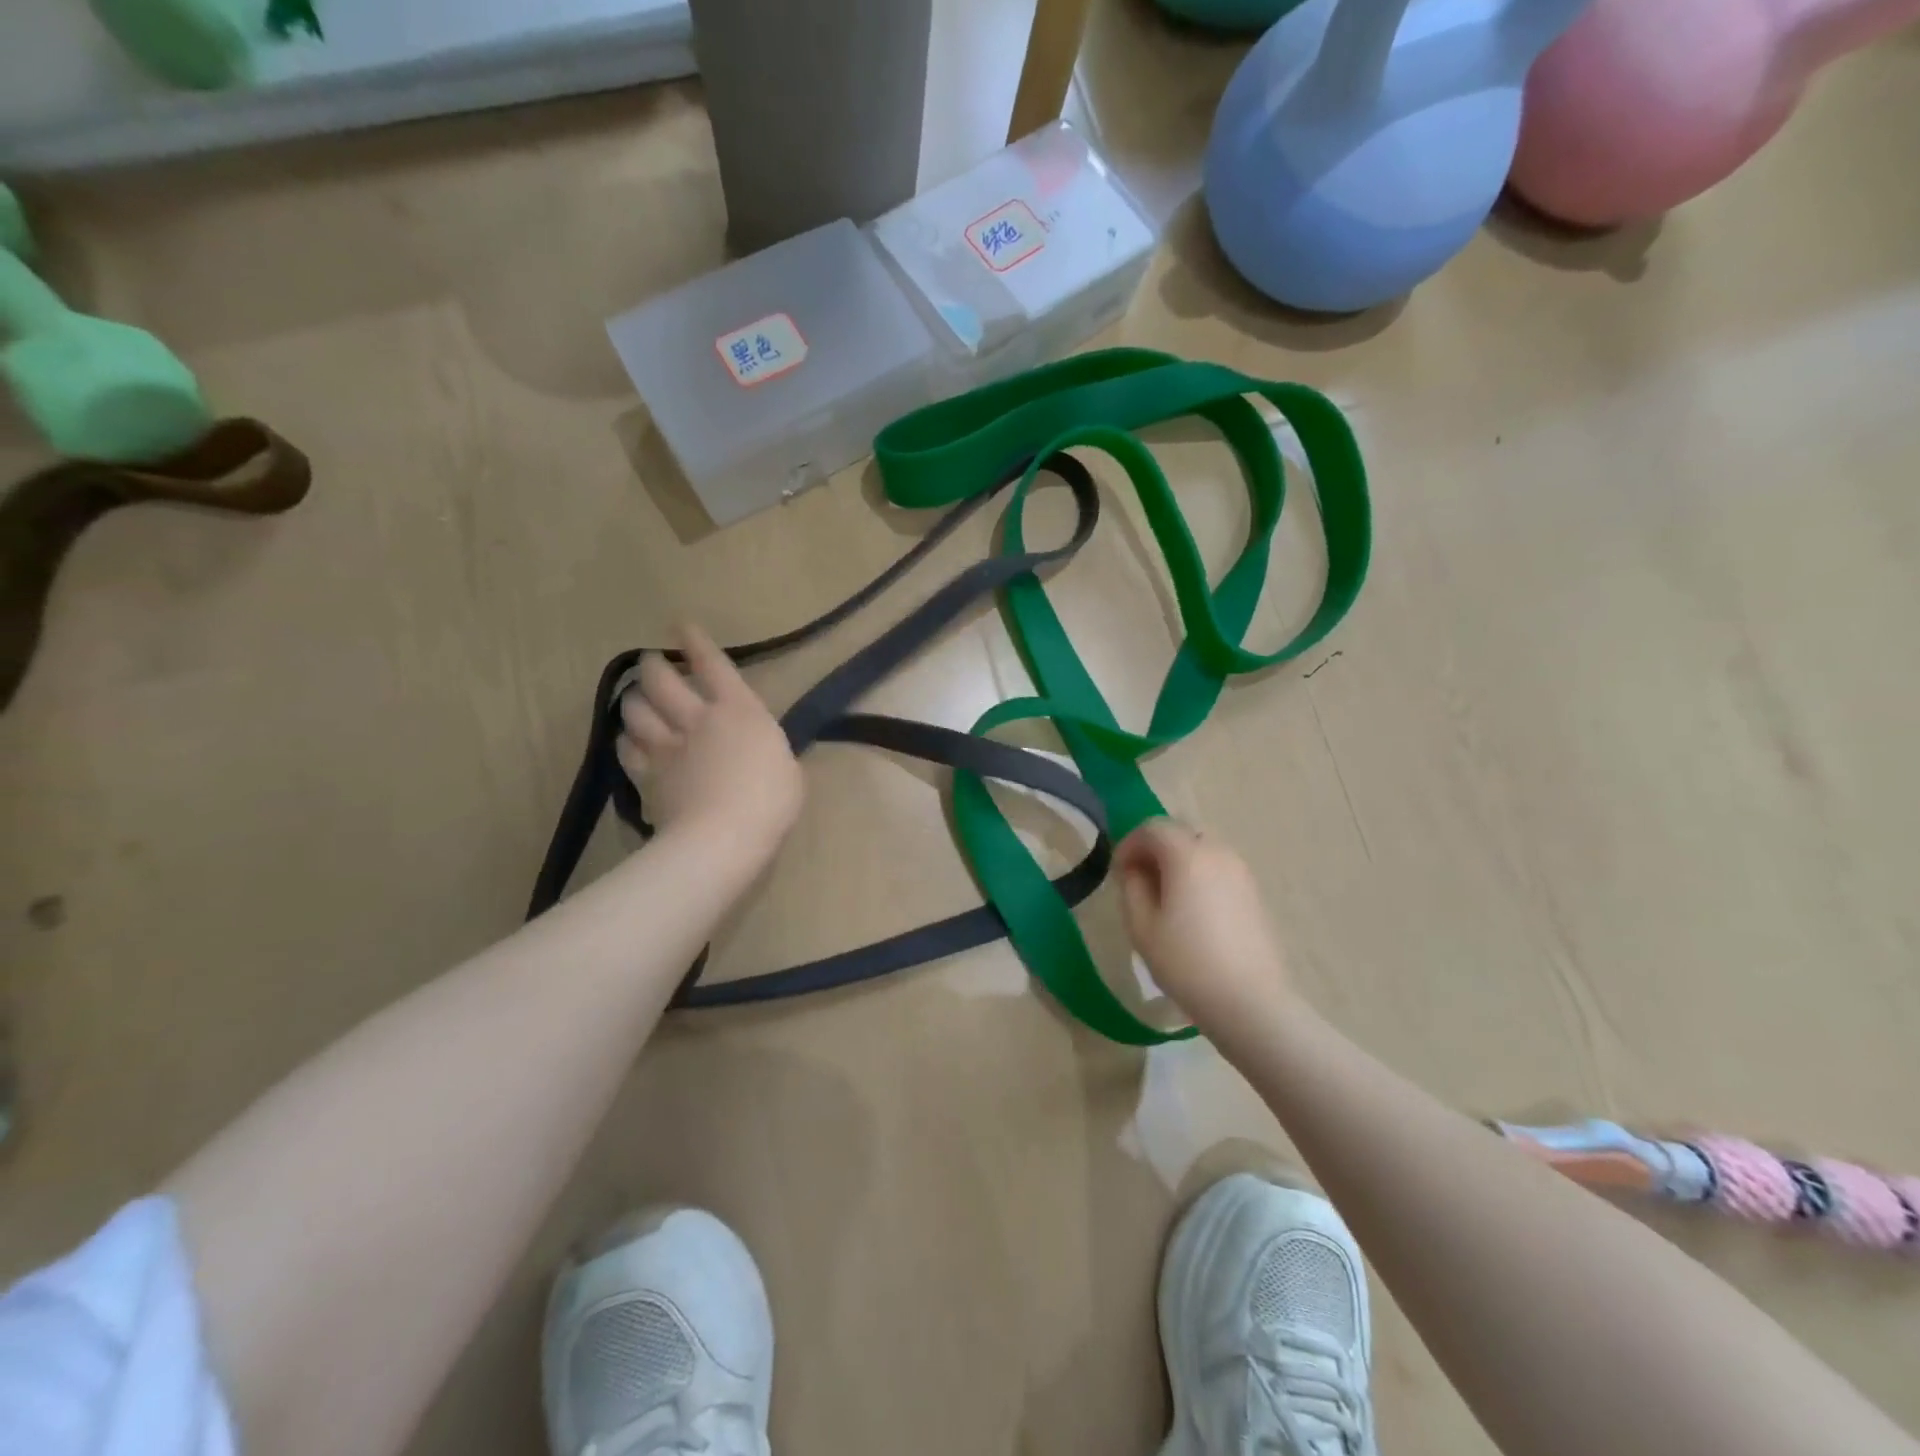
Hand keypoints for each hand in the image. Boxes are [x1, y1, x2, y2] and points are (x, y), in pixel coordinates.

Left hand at [616, 624, 802, 866]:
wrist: (723, 838)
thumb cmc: (770, 802)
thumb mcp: (788, 770)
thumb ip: (768, 752)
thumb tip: (757, 751)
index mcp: (740, 711)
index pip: (713, 665)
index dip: (696, 643)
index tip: (682, 626)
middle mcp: (698, 719)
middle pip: (662, 680)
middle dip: (654, 665)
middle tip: (652, 662)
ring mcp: (667, 747)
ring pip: (636, 710)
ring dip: (634, 700)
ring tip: (637, 700)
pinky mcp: (647, 777)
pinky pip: (627, 750)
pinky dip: (627, 741)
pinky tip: (629, 742)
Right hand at [1115, 819, 1297, 1035]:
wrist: (1250, 1002)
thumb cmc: (1187, 963)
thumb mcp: (1142, 927)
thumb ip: (1132, 888)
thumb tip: (1134, 870)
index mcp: (1187, 855)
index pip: (1152, 828)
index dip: (1129, 845)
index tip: (1118, 873)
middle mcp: (1218, 852)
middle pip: (1179, 833)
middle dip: (1154, 849)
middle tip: (1139, 881)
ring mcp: (1241, 871)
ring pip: (1201, 849)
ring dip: (1178, 862)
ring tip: (1165, 897)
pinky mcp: (1254, 892)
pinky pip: (1218, 868)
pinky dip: (1199, 875)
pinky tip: (1193, 911)